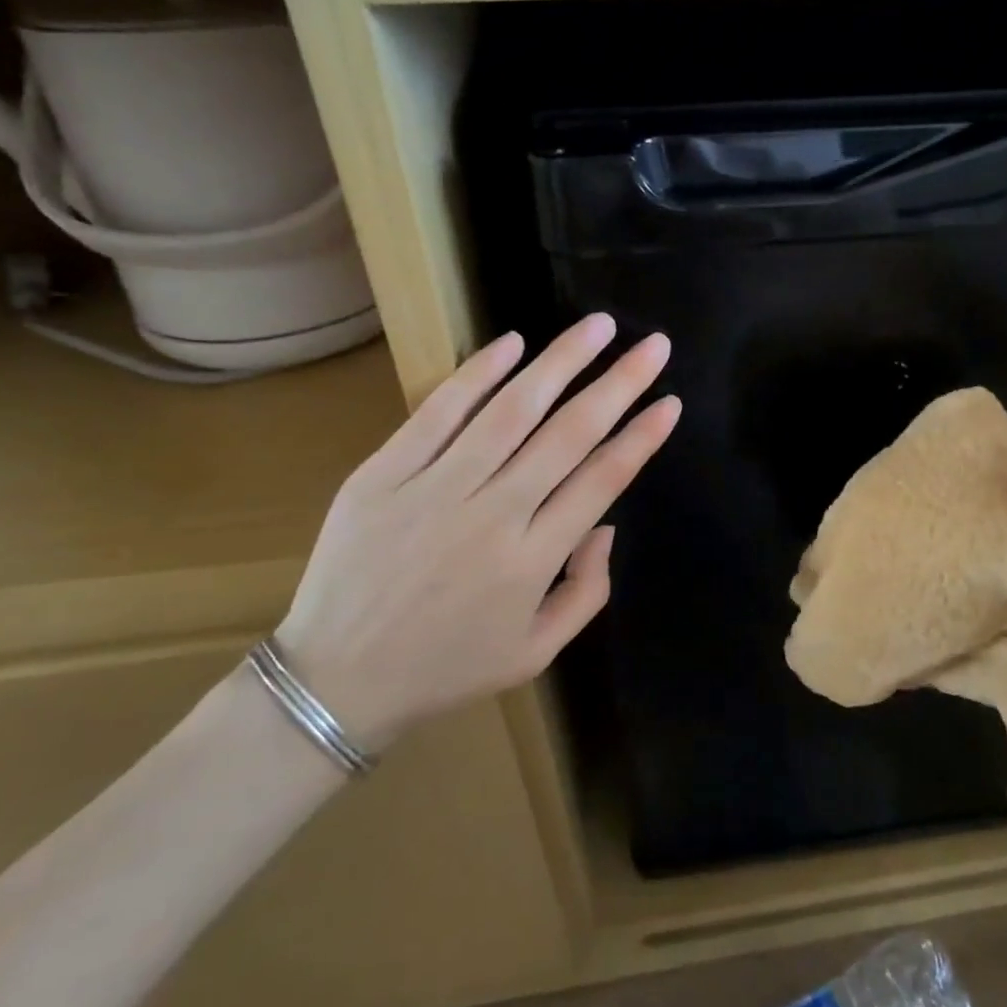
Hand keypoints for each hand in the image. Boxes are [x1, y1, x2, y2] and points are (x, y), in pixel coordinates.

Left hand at [278, 315, 679, 751]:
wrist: (336, 680)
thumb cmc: (447, 668)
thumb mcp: (537, 653)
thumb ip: (587, 591)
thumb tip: (606, 524)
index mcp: (533, 560)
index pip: (602, 481)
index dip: (641, 437)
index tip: (669, 401)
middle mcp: (493, 515)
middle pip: (569, 434)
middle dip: (619, 384)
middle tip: (653, 345)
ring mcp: (435, 489)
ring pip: (511, 410)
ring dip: (561, 362)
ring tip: (598, 326)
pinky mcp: (384, 474)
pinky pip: (438, 412)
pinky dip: (478, 373)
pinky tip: (513, 342)